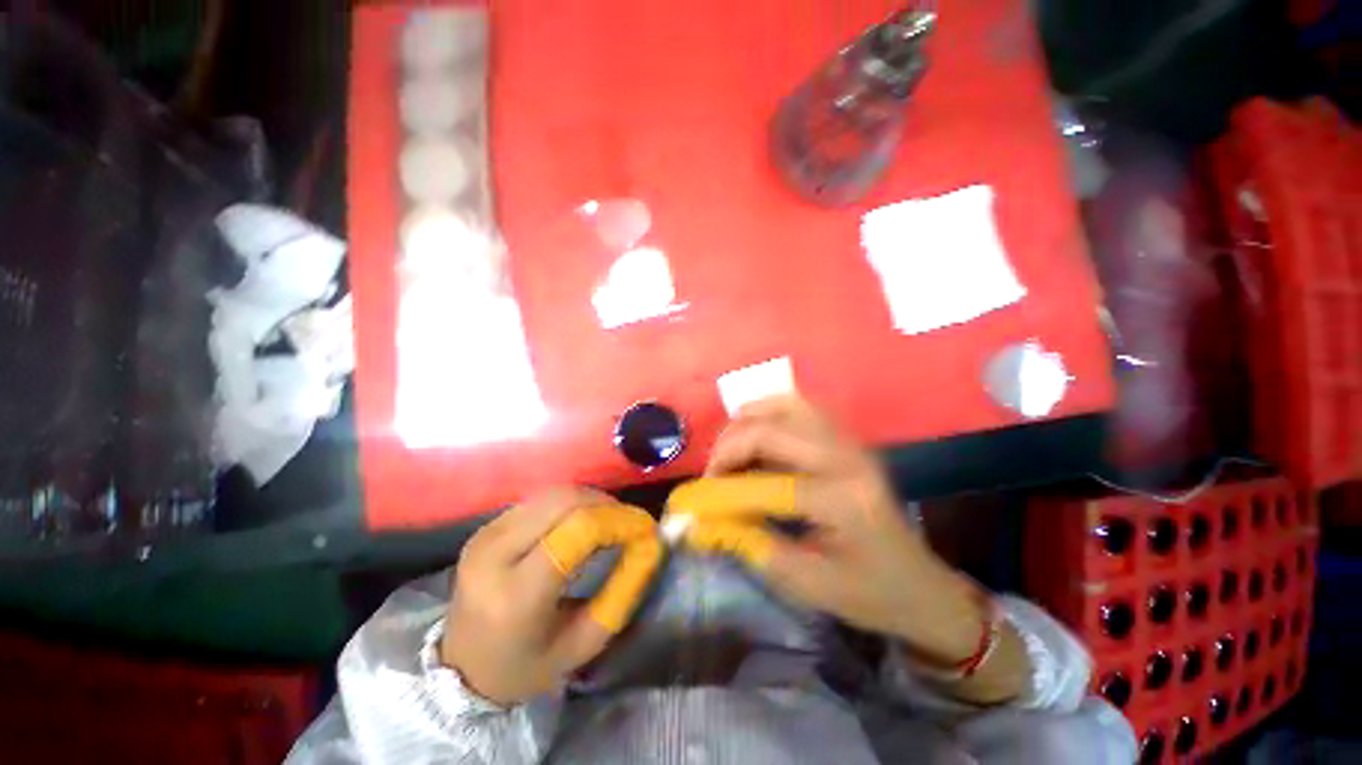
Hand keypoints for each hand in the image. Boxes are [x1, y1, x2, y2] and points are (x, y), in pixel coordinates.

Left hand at [441, 488, 658, 705]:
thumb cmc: (527, 665)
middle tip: (631, 523)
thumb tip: (651, 545)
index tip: (645, 529)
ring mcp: (486, 535)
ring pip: (553, 494)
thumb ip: (623, 592)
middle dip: (608, 505)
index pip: (577, 531)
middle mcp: (494, 554)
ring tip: (612, 520)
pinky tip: (584, 520)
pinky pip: (540, 499)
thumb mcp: (585, 642)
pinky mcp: (486, 526)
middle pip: (565, 501)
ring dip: (591, 500)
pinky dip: (571, 503)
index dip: (619, 521)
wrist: (460, 670)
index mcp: (515, 595)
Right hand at [673, 396, 983, 665]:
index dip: (723, 491)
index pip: (768, 484)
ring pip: (785, 405)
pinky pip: (798, 407)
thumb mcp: (808, 584)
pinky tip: (755, 437)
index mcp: (845, 502)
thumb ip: (752, 546)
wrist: (920, 584)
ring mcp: (850, 442)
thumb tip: (704, 521)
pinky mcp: (847, 438)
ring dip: (747, 421)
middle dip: (730, 446)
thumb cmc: (869, 594)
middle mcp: (848, 459)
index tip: (695, 502)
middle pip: (772, 429)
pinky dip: (767, 414)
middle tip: (713, 473)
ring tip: (729, 450)